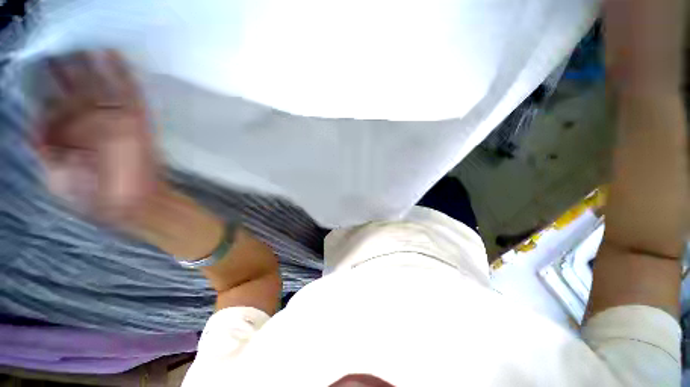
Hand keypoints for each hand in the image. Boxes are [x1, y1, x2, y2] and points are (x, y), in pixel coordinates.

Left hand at [36, 50, 155, 225]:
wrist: (133, 206)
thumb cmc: (92, 197)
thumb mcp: (53, 175)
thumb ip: (42, 145)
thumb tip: (35, 114)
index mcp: (69, 133)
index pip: (53, 101)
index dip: (43, 80)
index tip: (36, 56)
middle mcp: (90, 119)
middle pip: (75, 86)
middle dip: (64, 64)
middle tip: (56, 38)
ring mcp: (114, 117)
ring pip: (101, 83)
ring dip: (91, 61)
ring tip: (80, 35)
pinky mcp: (136, 120)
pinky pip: (128, 92)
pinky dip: (120, 73)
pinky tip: (110, 51)